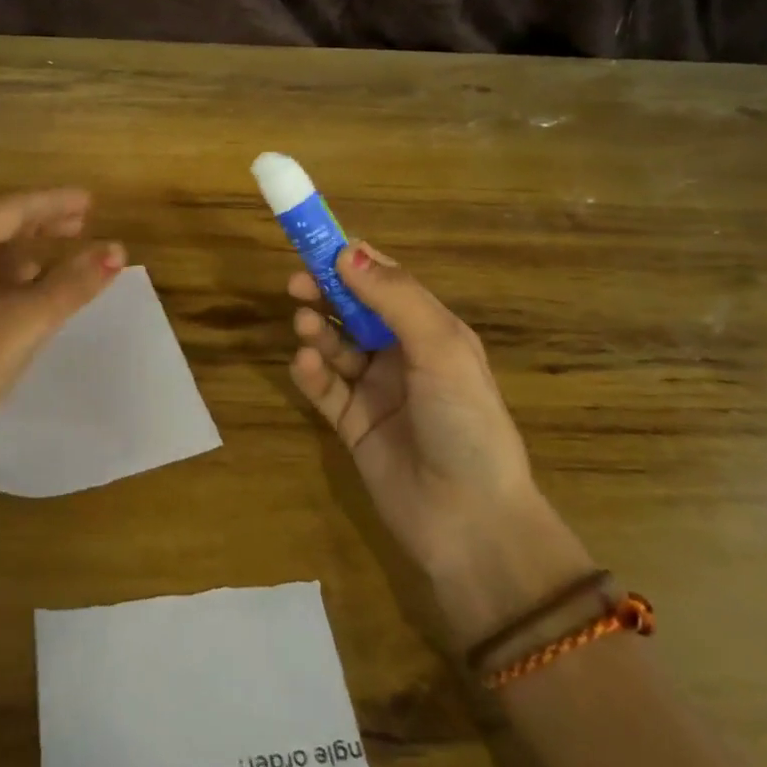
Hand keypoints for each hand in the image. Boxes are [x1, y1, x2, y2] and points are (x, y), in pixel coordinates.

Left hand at [0, 189, 124, 481]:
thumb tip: (118, 250)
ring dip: (23, 254)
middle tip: (84, 223)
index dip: (55, 203)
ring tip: (61, 261)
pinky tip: (26, 294)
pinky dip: (3, 280)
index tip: (91, 201)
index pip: (11, 209)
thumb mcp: (25, 322)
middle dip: (40, 225)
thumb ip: (73, 283)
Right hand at [288, 244, 591, 638]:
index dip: (352, 261)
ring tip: (304, 327)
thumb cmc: (465, 423)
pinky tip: (305, 364)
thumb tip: (347, 251)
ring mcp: (376, 390)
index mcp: (432, 331)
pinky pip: (324, 387)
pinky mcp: (353, 424)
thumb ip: (395, 298)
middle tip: (295, 284)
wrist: (471, 522)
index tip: (316, 244)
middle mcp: (403, 355)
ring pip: (336, 346)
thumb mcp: (441, 349)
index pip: (386, 282)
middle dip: (325, 293)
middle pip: (353, 310)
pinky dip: (311, 372)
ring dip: (318, 330)